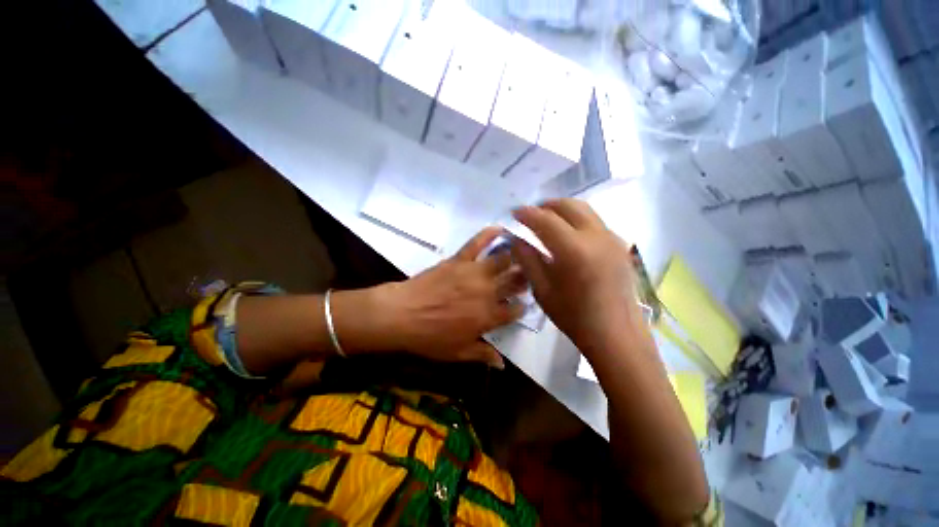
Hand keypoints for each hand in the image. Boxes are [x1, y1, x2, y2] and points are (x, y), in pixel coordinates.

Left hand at [378, 227, 526, 367]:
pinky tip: (499, 228)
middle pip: (515, 282)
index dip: (522, 307)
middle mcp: (488, 292)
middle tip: (530, 273)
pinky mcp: (459, 260)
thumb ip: (482, 355)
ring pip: (503, 260)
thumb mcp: (457, 353)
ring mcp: (474, 273)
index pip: (514, 310)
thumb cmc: (430, 337)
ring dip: (517, 255)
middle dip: (526, 277)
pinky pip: (476, 244)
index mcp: (489, 317)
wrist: (402, 314)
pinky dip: (488, 234)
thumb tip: (502, 365)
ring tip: (525, 250)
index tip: (523, 303)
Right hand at [511, 200, 640, 352]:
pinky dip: (576, 219)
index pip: (545, 219)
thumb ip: (527, 259)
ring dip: (562, 209)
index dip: (527, 213)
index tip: (513, 212)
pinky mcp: (620, 245)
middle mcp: (596, 236)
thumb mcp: (543, 290)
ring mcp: (612, 238)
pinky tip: (567, 233)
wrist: (616, 335)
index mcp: (574, 250)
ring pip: (585, 210)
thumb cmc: (574, 317)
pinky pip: (595, 221)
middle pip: (569, 205)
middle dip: (546, 205)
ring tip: (546, 219)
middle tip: (530, 214)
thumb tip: (515, 239)